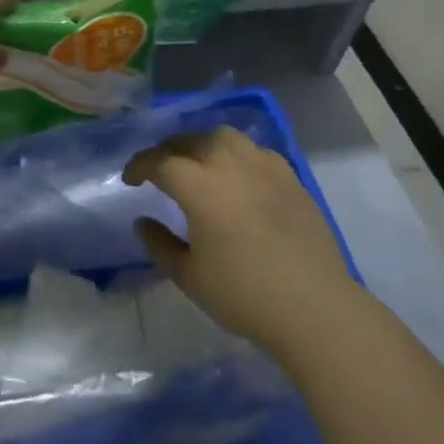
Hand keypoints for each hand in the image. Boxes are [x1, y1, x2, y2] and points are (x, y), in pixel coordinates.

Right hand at [123, 126, 364, 355]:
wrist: (314, 306)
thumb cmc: (244, 294)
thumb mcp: (188, 276)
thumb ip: (159, 244)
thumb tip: (143, 221)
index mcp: (200, 186)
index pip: (160, 161)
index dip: (139, 166)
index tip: (129, 179)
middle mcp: (230, 164)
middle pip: (191, 140)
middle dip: (168, 150)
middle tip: (160, 169)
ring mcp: (265, 167)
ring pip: (225, 137)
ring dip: (203, 144)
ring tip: (198, 164)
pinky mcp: (291, 177)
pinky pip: (256, 151)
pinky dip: (237, 155)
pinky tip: (238, 176)